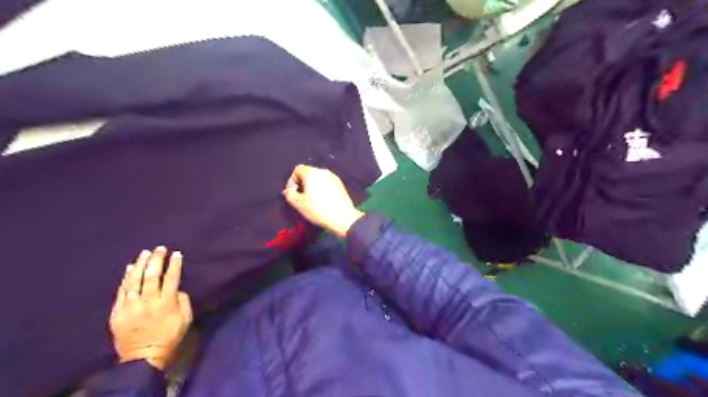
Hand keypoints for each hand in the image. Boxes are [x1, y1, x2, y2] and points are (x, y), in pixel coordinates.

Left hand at [109, 246, 191, 369]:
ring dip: (140, 265)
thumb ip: (183, 301)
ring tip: (145, 253)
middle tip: (160, 248)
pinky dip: (125, 279)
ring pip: (134, 281)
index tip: (176, 253)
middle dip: (157, 260)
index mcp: (166, 304)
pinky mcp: (117, 313)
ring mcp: (130, 307)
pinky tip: (129, 268)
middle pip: (152, 276)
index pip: (171, 279)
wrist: (143, 357)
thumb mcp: (185, 319)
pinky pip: (121, 292)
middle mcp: (148, 302)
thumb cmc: (169, 337)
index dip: (174, 265)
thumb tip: (176, 289)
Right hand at [284, 163, 363, 236]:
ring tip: (311, 200)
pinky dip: (321, 188)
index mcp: (312, 173)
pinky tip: (322, 201)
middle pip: (308, 173)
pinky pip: (326, 183)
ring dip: (311, 186)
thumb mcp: (299, 204)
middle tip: (300, 197)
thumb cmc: (318, 209)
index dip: (291, 180)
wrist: (343, 217)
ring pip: (318, 178)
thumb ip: (290, 194)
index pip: (298, 169)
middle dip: (301, 183)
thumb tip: (288, 190)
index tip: (292, 192)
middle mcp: (323, 171)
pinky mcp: (340, 184)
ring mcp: (333, 177)